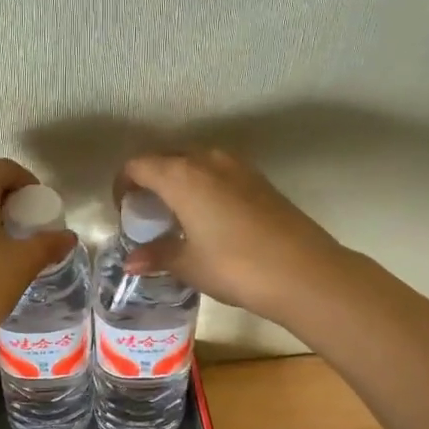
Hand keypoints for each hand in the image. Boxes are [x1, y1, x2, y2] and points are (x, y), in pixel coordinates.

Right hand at [118, 150, 349, 325]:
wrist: (304, 271)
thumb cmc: (235, 266)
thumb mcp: (189, 264)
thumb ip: (157, 255)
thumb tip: (131, 261)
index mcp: (182, 175)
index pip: (138, 165)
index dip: (124, 184)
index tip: (124, 210)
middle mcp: (208, 160)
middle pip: (167, 157)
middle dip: (151, 178)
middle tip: (147, 211)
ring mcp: (239, 167)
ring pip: (196, 161)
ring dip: (180, 180)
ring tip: (177, 214)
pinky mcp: (260, 180)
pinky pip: (220, 172)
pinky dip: (205, 186)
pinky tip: (210, 217)